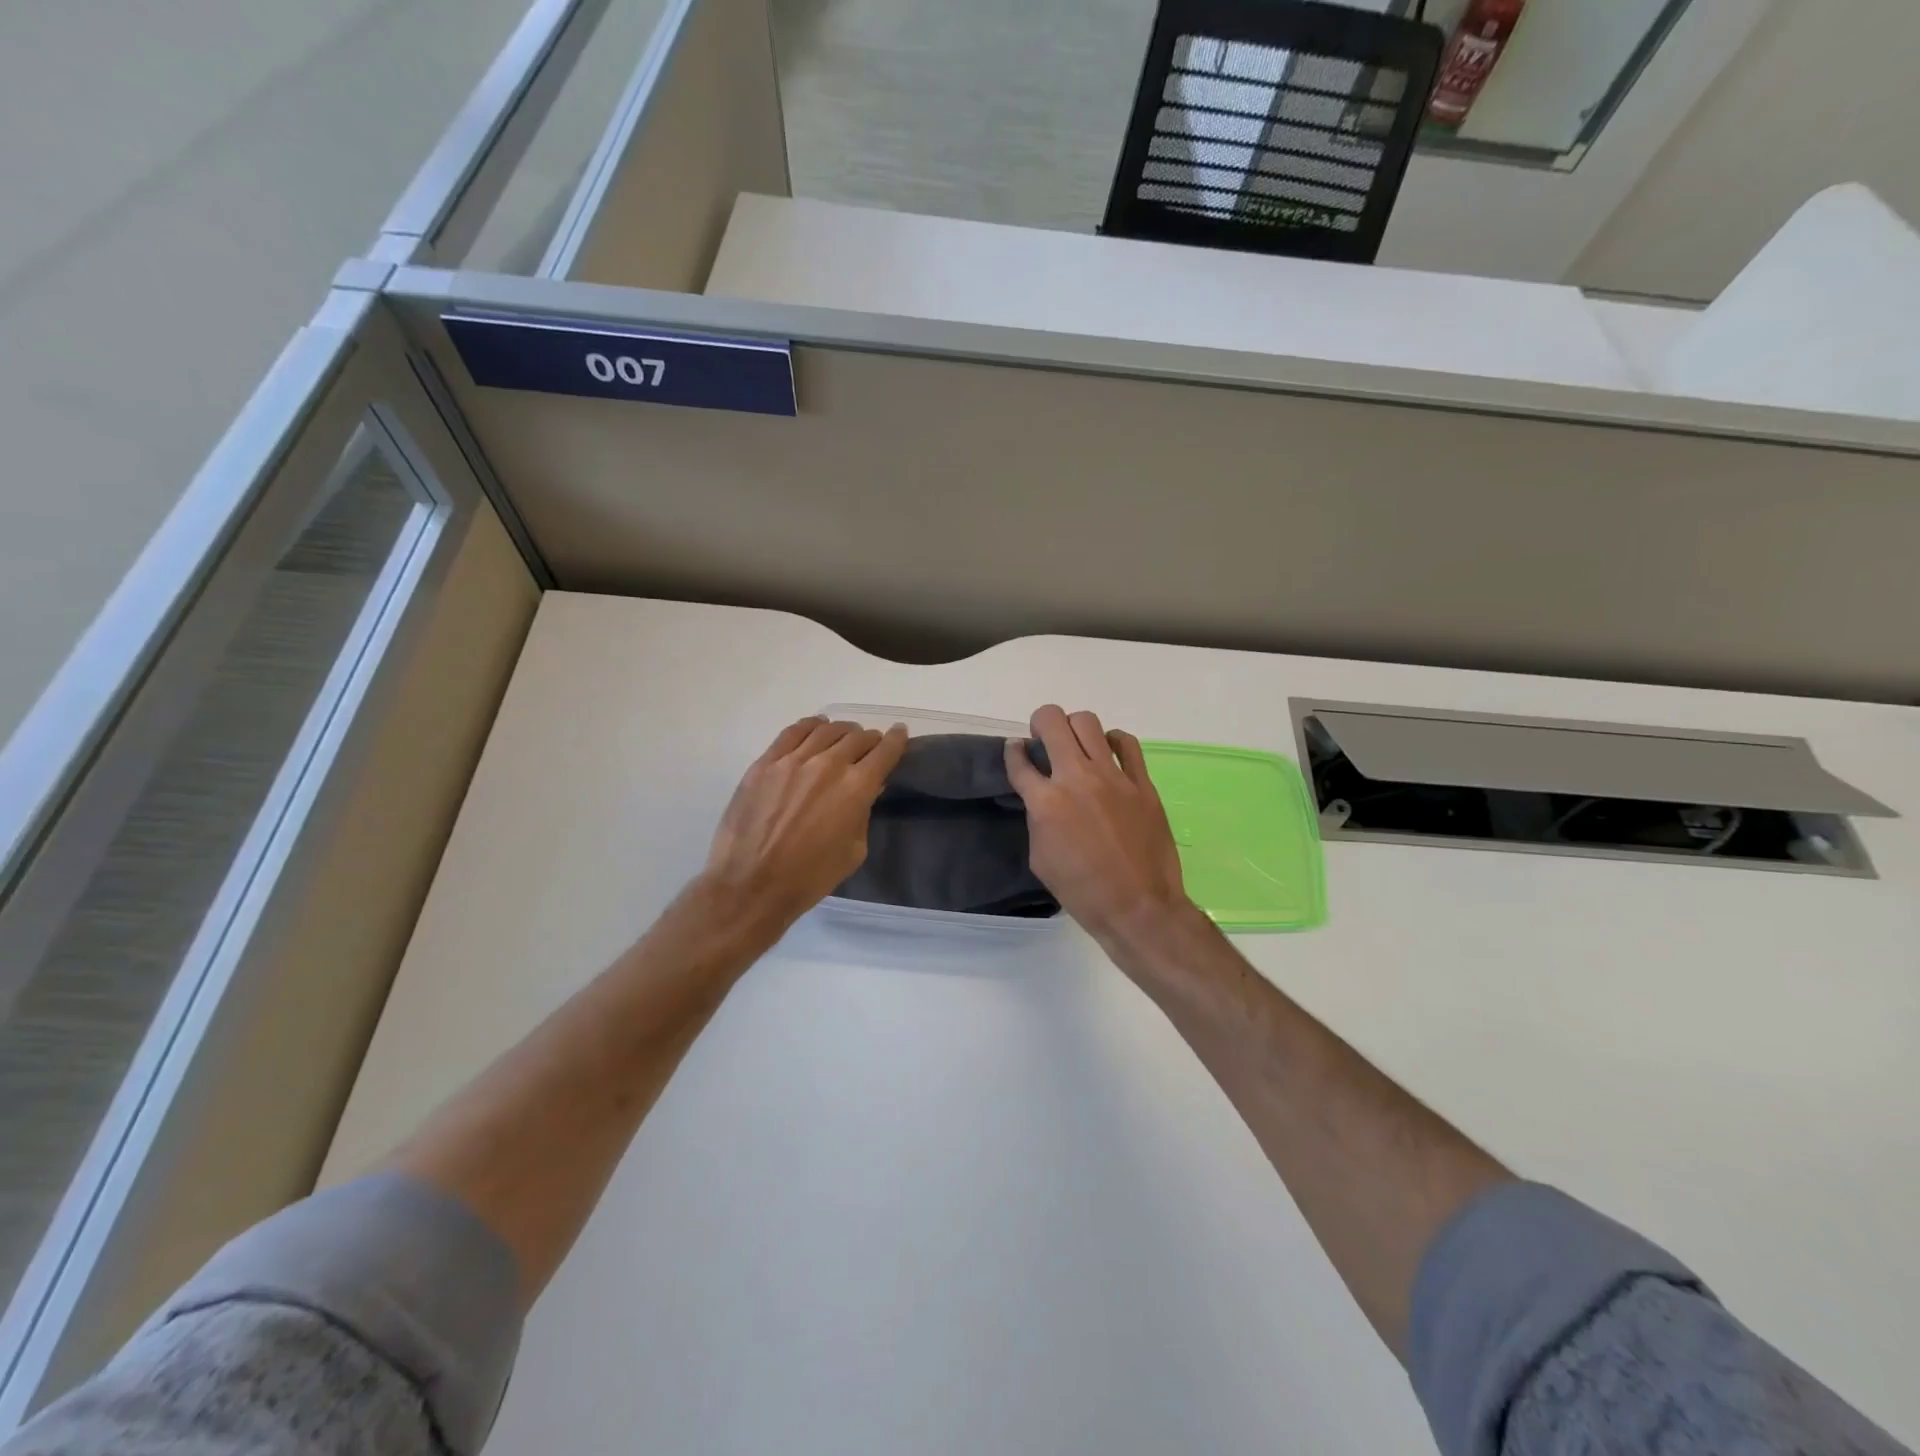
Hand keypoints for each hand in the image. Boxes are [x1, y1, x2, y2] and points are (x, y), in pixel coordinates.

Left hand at [701, 717, 907, 939]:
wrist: (751, 884)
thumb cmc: (810, 877)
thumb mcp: (853, 851)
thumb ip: (863, 814)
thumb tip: (865, 792)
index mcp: (856, 788)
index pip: (885, 752)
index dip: (896, 740)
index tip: (900, 733)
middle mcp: (828, 765)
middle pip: (858, 737)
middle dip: (870, 740)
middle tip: (870, 747)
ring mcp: (793, 760)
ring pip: (826, 730)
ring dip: (842, 731)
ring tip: (844, 737)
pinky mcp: (766, 763)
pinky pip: (793, 732)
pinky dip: (811, 726)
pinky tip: (816, 728)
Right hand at [1004, 705, 1192, 950]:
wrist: (1138, 907)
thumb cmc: (1082, 892)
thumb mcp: (1040, 859)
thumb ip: (1036, 820)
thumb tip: (1039, 800)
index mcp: (1045, 802)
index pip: (1019, 760)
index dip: (1013, 752)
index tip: (1016, 751)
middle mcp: (1076, 778)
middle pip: (1052, 721)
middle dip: (1040, 723)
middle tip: (1043, 739)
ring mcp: (1113, 777)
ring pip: (1088, 722)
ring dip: (1074, 728)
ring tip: (1076, 745)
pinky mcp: (1141, 783)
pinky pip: (1127, 743)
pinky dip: (1113, 741)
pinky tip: (1109, 754)